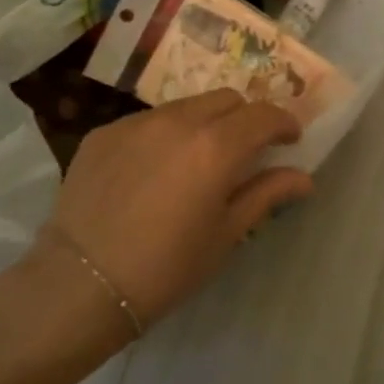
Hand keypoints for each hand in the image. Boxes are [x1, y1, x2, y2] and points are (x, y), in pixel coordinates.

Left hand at [46, 89, 313, 326]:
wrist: (80, 284)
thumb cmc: (165, 269)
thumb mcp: (225, 235)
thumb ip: (266, 195)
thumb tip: (304, 177)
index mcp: (215, 147)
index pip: (263, 115)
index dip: (283, 123)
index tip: (289, 140)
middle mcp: (178, 120)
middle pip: (227, 99)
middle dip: (244, 118)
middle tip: (244, 150)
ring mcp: (137, 122)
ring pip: (186, 105)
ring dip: (204, 123)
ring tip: (195, 160)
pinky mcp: (104, 132)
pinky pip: (147, 121)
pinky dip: (163, 135)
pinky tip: (152, 172)